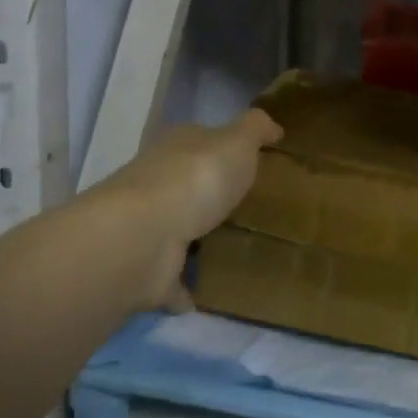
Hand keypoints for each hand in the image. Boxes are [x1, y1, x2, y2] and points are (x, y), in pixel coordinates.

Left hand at [92, 108, 282, 308]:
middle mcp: (157, 184)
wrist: (144, 238)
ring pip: (180, 231)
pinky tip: (211, 292)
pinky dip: (187, 286)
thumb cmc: (196, 178)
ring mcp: (150, 229)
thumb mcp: (237, 141)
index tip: (253, 162)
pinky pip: (174, 279)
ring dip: (200, 240)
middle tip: (253, 207)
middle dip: (213, 195)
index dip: (225, 148)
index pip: (201, 140)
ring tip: (241, 249)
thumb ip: (256, 129)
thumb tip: (273, 126)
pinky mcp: (148, 271)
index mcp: (177, 148)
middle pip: (189, 185)